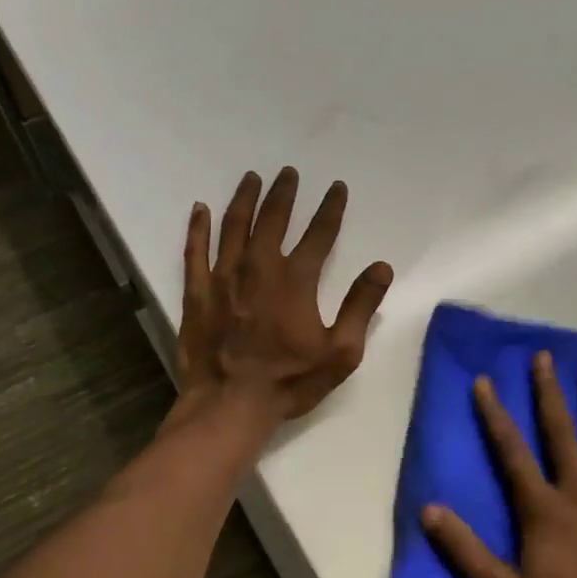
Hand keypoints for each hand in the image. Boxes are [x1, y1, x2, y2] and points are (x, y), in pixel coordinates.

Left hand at [178, 167, 393, 421]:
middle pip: (272, 220)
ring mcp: (223, 278)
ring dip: (244, 200)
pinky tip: (200, 209)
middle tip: (289, 173)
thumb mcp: (341, 352)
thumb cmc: (290, 381)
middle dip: (284, 194)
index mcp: (296, 281)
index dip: (331, 209)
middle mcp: (258, 268)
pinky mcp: (197, 293)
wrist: (230, 405)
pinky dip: (198, 228)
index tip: (337, 187)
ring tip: (252, 178)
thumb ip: (361, 306)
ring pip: (234, 227)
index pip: (319, 234)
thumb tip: (381, 267)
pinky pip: (195, 251)